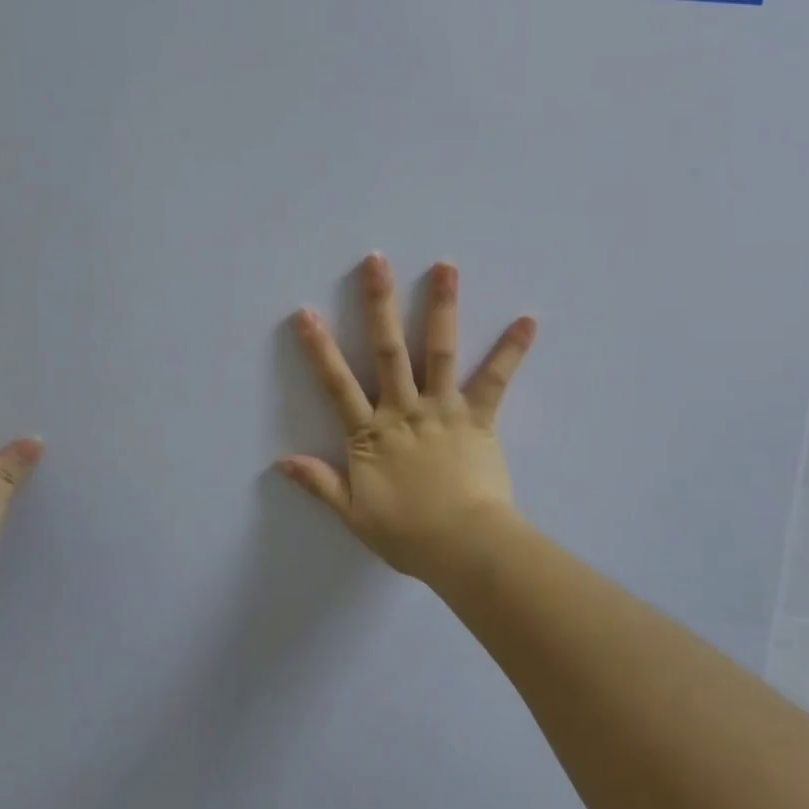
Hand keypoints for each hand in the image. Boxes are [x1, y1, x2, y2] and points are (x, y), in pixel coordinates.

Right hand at [278, 253, 535, 581]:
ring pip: (439, 350)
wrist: (464, 546)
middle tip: (377, 262)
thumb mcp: (354, 514)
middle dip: (380, 304)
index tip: (307, 313)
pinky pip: (495, 379)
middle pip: (388, 351)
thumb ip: (320, 483)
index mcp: (371, 433)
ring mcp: (444, 409)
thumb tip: (280, 462)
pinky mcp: (479, 417)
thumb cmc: (409, 534)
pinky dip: (511, 350)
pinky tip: (527, 320)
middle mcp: (405, 410)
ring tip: (446, 266)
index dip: (320, 349)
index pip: (338, 384)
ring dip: (442, 306)